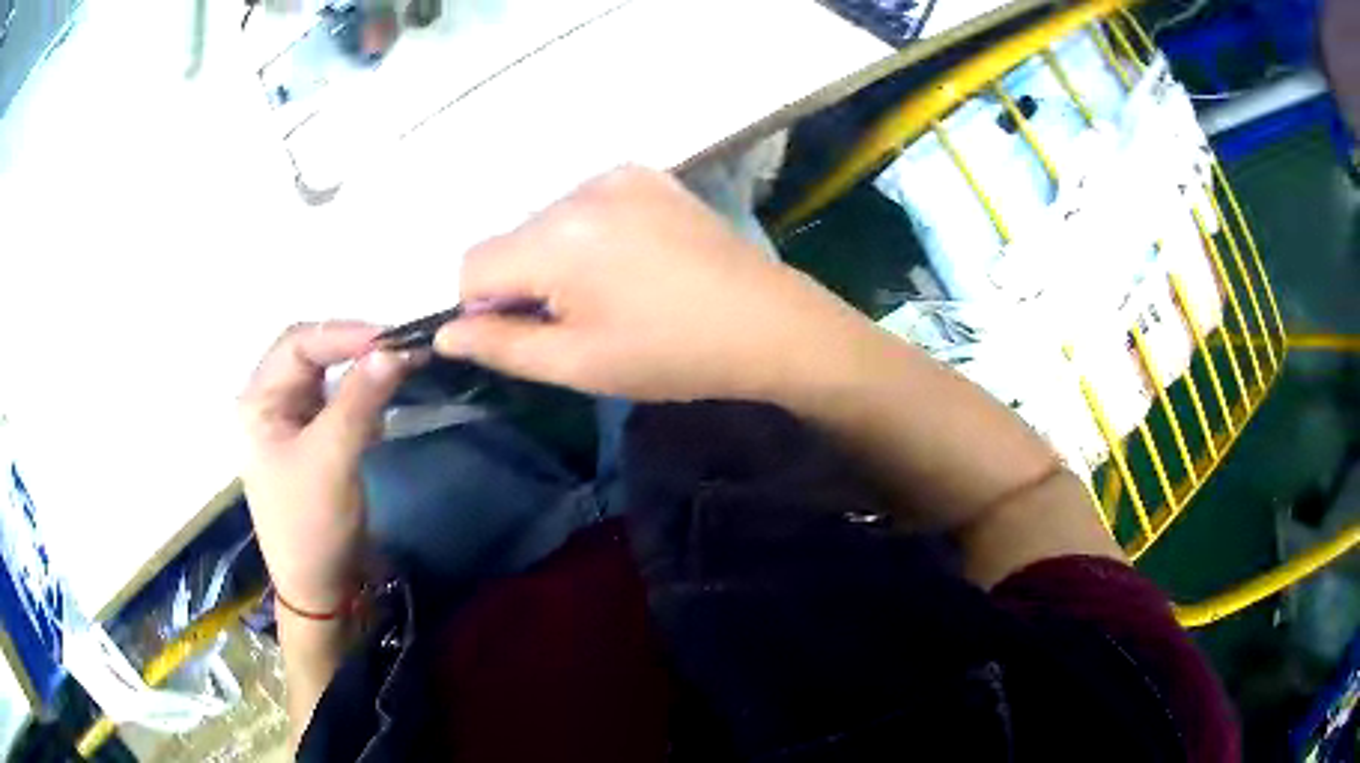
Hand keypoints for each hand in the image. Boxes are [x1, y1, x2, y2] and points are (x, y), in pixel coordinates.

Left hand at [238, 323, 413, 613]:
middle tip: (400, 352)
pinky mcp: (313, 442)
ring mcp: (291, 423)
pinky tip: (380, 411)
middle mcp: (271, 403)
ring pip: (328, 377)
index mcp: (259, 401)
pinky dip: (361, 400)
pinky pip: (337, 404)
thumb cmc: (312, 524)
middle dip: (354, 350)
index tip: (392, 340)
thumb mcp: (332, 458)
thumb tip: (396, 349)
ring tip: (397, 374)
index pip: (298, 343)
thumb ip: (360, 399)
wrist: (319, 589)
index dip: (343, 334)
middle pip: (312, 355)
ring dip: (360, 373)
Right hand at [435, 166, 877, 402]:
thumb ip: (501, 345)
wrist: (768, 324)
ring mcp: (617, 175)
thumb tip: (444, 334)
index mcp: (556, 239)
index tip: (518, 333)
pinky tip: (631, 262)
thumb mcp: (578, 364)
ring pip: (546, 219)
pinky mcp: (647, 174)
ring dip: (553, 256)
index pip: (470, 265)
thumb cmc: (671, 355)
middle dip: (519, 280)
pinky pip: (587, 202)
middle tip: (573, 320)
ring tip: (609, 293)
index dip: (478, 306)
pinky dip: (587, 232)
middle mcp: (578, 190)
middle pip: (510, 238)